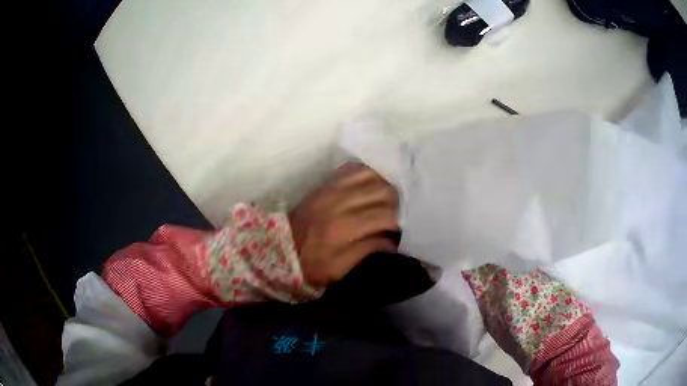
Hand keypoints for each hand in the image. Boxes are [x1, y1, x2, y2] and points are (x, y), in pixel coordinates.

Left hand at [289, 164, 398, 286]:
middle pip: (385, 191)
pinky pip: (356, 168)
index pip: (387, 215)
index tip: (410, 229)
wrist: (280, 247)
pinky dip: (371, 173)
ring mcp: (333, 187)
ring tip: (395, 197)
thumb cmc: (310, 265)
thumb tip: (393, 240)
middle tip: (406, 213)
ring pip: (373, 175)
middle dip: (400, 202)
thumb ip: (368, 252)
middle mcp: (341, 201)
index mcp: (344, 228)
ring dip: (388, 184)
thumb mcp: (338, 270)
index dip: (403, 222)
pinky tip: (378, 182)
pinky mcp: (327, 182)